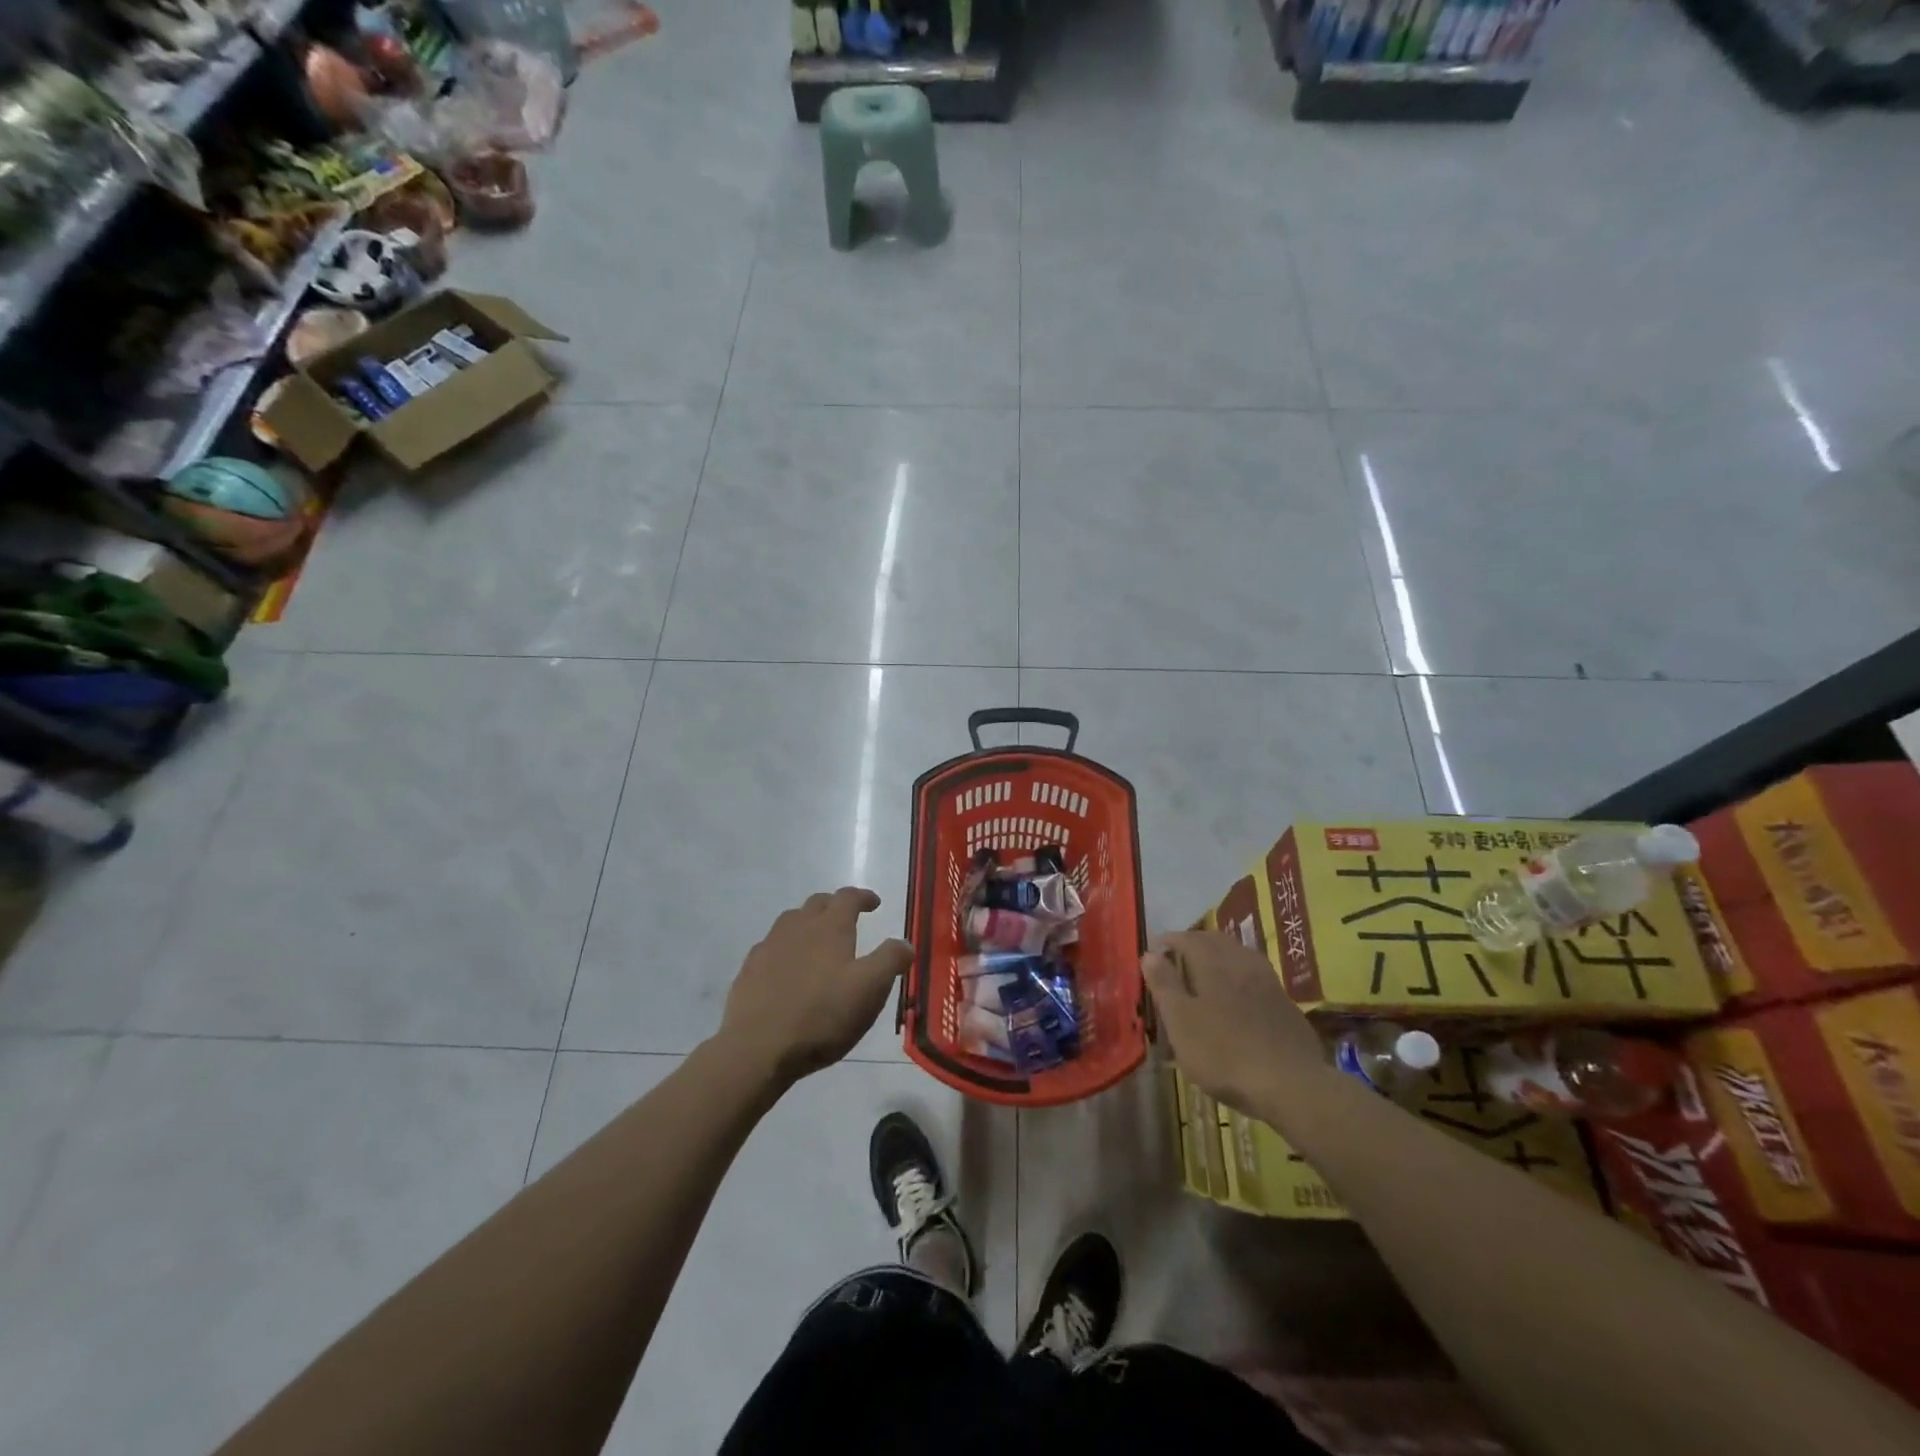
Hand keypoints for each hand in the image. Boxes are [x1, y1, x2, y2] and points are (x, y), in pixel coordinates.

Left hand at [717, 888, 912, 1086]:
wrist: (757, 1048)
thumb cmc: (821, 1016)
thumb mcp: (869, 990)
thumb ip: (890, 961)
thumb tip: (905, 943)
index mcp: (830, 927)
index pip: (848, 897)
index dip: (863, 897)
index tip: (874, 903)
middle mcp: (798, 927)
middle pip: (818, 904)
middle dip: (835, 906)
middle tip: (848, 919)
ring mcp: (769, 947)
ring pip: (791, 922)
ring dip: (808, 924)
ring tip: (818, 941)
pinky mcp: (749, 970)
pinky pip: (771, 947)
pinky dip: (785, 948)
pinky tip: (788, 969)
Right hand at [1144, 930, 1330, 1119]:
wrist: (1292, 1085)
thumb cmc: (1224, 1053)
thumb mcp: (1181, 1022)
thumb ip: (1164, 985)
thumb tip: (1149, 954)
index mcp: (1214, 963)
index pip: (1187, 938)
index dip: (1169, 941)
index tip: (1154, 950)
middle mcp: (1242, 962)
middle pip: (1216, 941)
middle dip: (1195, 943)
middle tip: (1178, 957)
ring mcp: (1269, 982)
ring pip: (1239, 956)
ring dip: (1220, 956)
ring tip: (1206, 972)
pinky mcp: (1286, 1004)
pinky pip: (1256, 976)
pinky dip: (1240, 975)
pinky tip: (1238, 995)